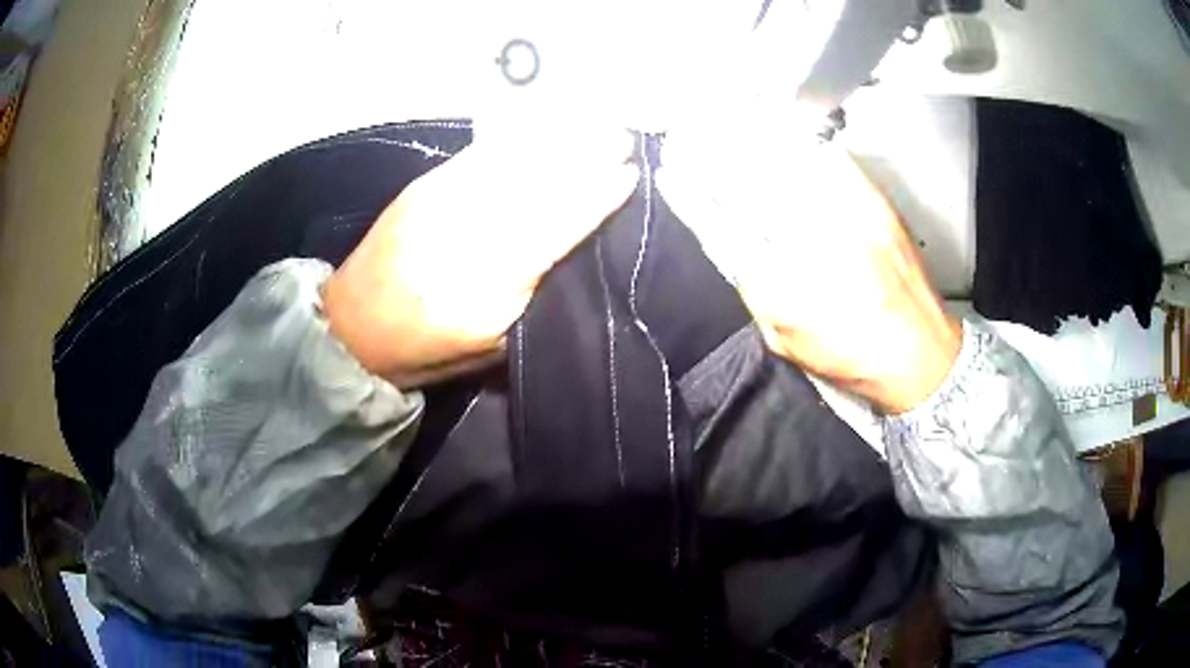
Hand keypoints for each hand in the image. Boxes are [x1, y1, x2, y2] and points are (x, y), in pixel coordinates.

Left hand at [324, 131, 638, 388]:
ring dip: (558, 140)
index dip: (593, 199)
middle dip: (583, 158)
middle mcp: (462, 239)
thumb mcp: (491, 344)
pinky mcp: (423, 187)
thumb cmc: (427, 351)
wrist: (353, 329)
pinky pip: (480, 154)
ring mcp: (439, 205)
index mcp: (484, 293)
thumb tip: (577, 246)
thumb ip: (534, 294)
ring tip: (595, 124)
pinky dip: (519, 138)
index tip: (629, 174)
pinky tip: (546, 127)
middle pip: (535, 189)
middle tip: (622, 137)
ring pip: (511, 164)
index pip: (551, 233)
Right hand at [658, 127, 960, 413]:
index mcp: (784, 292)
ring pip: (787, 166)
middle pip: (752, 188)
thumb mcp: (786, 341)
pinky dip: (799, 142)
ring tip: (724, 119)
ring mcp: (847, 219)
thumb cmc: (851, 359)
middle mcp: (813, 248)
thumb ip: (754, 291)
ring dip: (751, 139)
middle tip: (691, 134)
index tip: (672, 172)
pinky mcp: (874, 204)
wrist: (921, 354)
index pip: (723, 229)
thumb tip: (734, 244)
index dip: (692, 197)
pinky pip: (829, 160)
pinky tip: (778, 126)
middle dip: (715, 156)